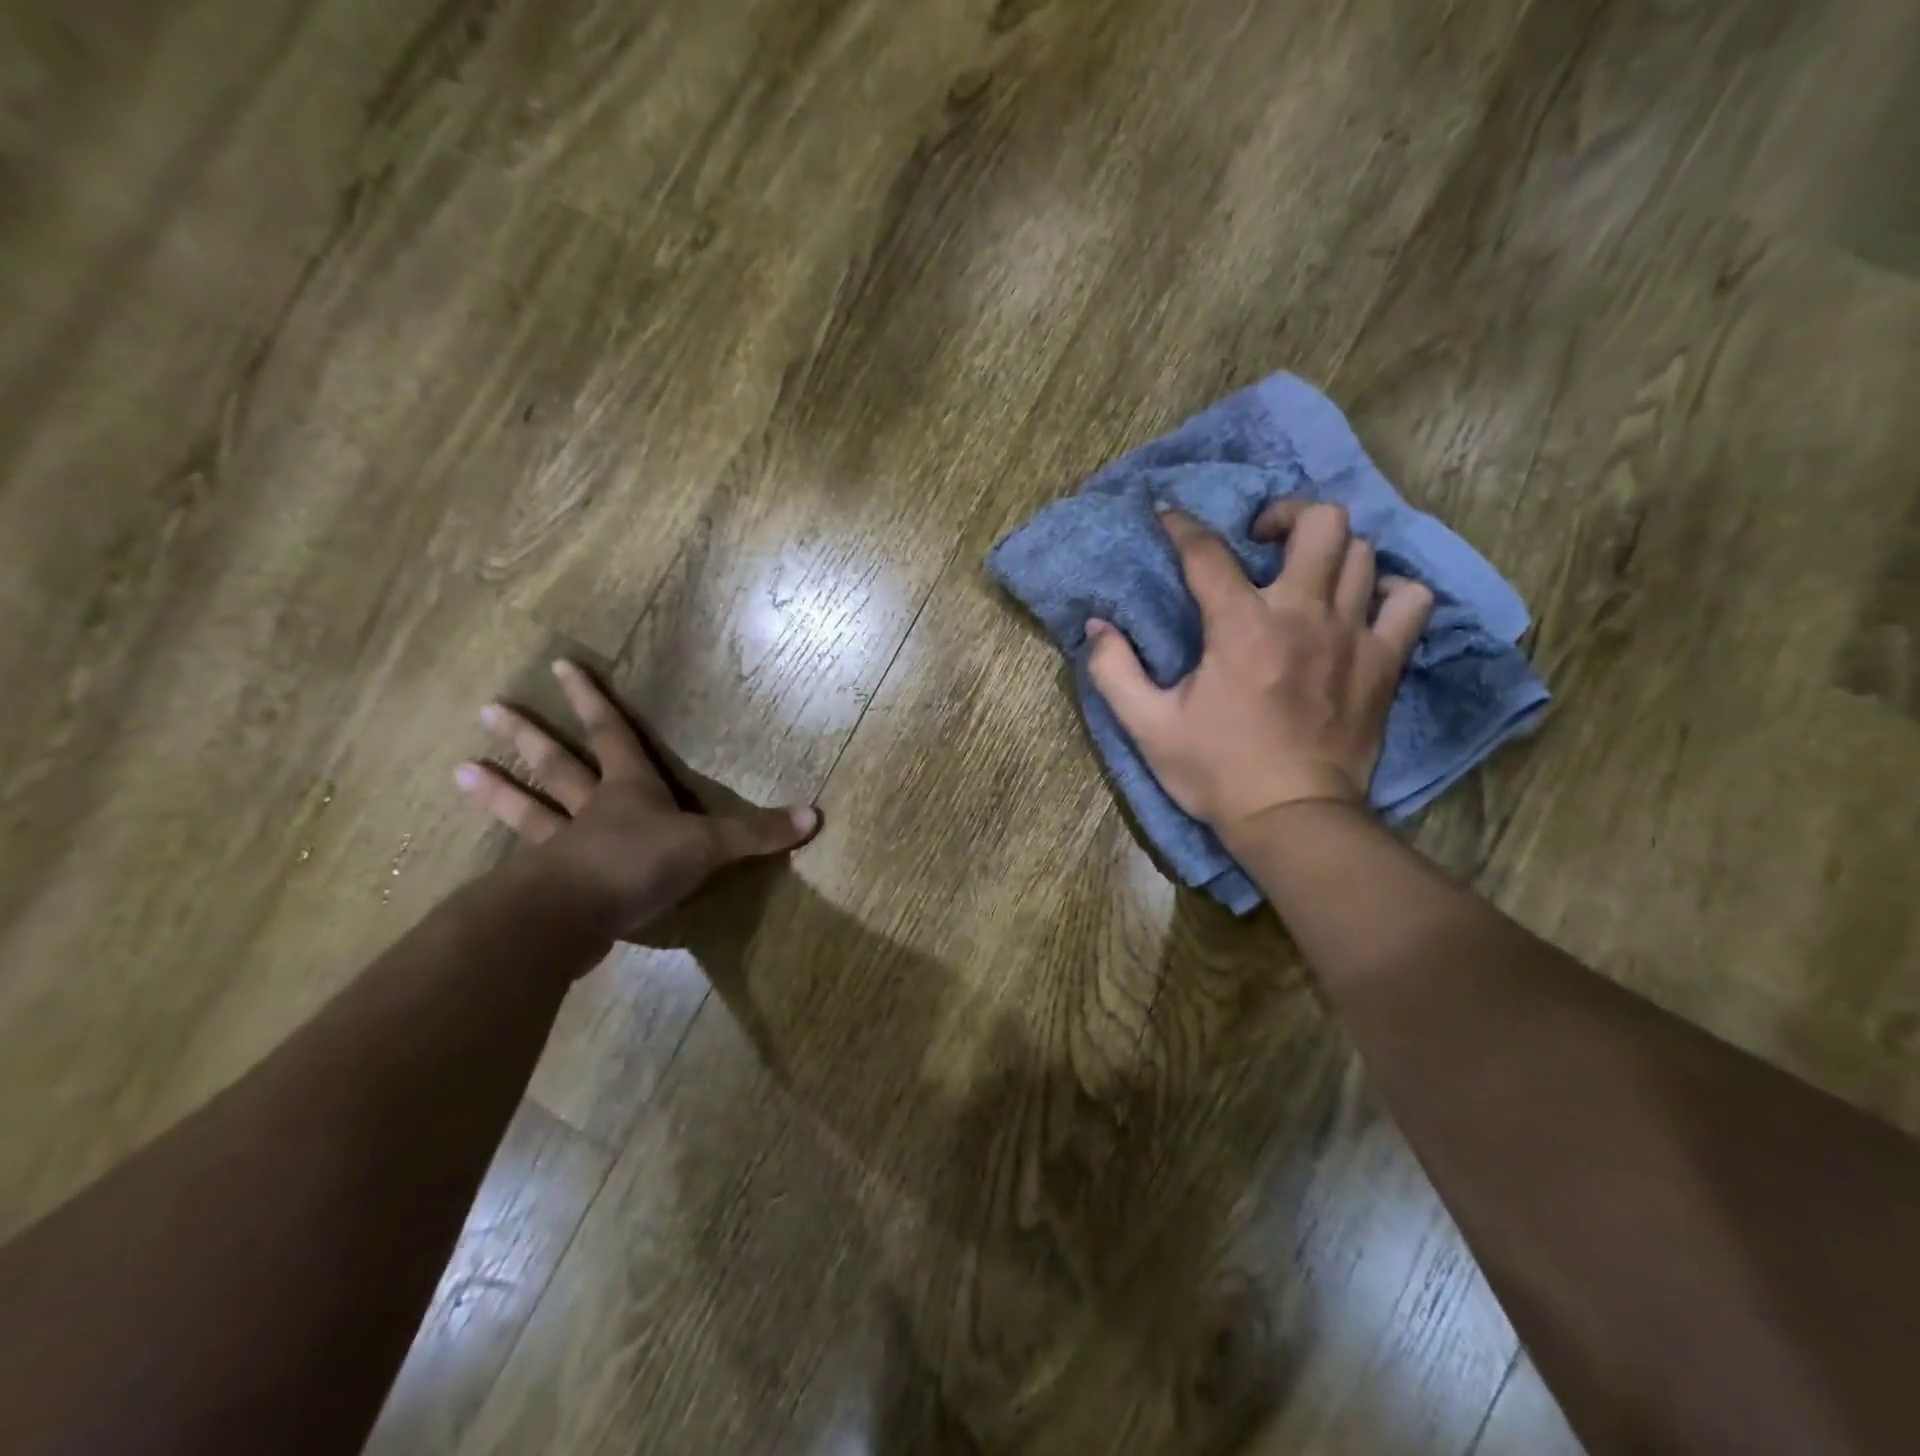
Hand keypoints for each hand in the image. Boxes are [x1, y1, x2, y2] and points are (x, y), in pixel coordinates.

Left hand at [455, 660, 817, 940]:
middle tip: (488, 709)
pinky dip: (508, 863)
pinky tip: (490, 866)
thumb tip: (815, 817)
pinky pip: (526, 868)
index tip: (563, 666)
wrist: (573, 918)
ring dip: (498, 792)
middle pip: (557, 767)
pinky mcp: (547, 890)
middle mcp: (589, 812)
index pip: (611, 734)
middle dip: (529, 738)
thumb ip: (756, 834)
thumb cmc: (639, 864)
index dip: (592, 700)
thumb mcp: (708, 846)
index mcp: (627, 791)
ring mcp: (560, 850)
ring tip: (457, 770)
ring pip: (528, 813)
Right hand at [1085, 503, 1432, 841]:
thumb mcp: (1148, 727)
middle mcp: (1302, 615)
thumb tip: (1097, 627)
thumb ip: (1114, 672)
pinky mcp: (1385, 662)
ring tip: (1303, 571)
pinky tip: (1360, 604)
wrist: (1291, 817)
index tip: (1168, 516)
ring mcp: (1352, 635)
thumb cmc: (1215, 771)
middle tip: (1260, 539)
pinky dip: (1387, 590)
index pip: (1208, 552)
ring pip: (1361, 552)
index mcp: (1241, 628)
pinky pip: (1410, 600)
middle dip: (1284, 514)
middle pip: (1318, 522)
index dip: (1183, 525)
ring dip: (1328, 550)